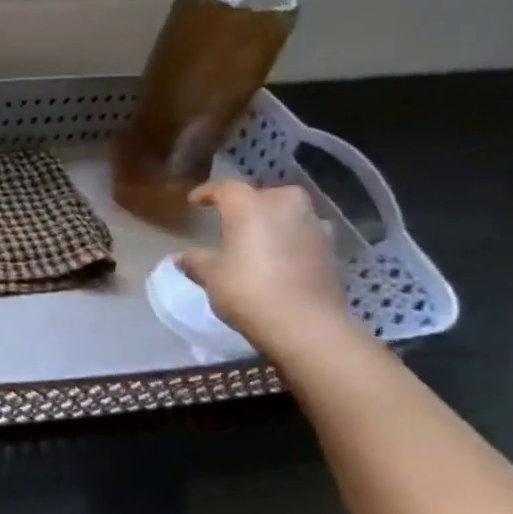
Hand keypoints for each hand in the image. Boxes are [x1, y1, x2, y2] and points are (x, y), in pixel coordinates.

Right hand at [180, 179, 350, 349]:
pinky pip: (304, 236)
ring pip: (289, 214)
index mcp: (250, 205)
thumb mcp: (211, 276)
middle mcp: (285, 206)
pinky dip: (292, 242)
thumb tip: (181, 257)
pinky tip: (281, 259)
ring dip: (274, 223)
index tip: (194, 202)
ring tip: (258, 240)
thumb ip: (196, 261)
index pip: (225, 187)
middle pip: (263, 196)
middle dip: (248, 204)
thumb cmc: (249, 290)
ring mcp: (313, 227)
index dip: (207, 193)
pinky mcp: (331, 251)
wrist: (307, 326)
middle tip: (232, 221)